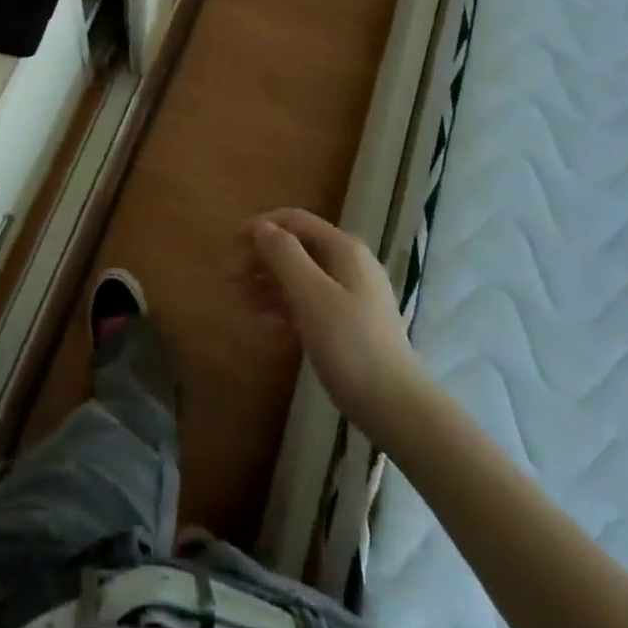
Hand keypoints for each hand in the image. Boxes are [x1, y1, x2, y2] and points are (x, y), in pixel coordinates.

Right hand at [240, 209, 420, 427]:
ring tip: (241, 302)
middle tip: (231, 281)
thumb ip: (284, 254)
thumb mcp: (311, 294)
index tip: (231, 247)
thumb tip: (262, 227)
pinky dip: (285, 305)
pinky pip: (310, 301)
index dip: (260, 227)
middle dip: (261, 258)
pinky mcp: (350, 323)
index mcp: (343, 248)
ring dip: (268, 283)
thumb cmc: (349, 345)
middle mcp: (349, 263)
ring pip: (300, 275)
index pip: (294, 220)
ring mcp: (352, 294)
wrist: (396, 407)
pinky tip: (267, 323)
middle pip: (296, 247)